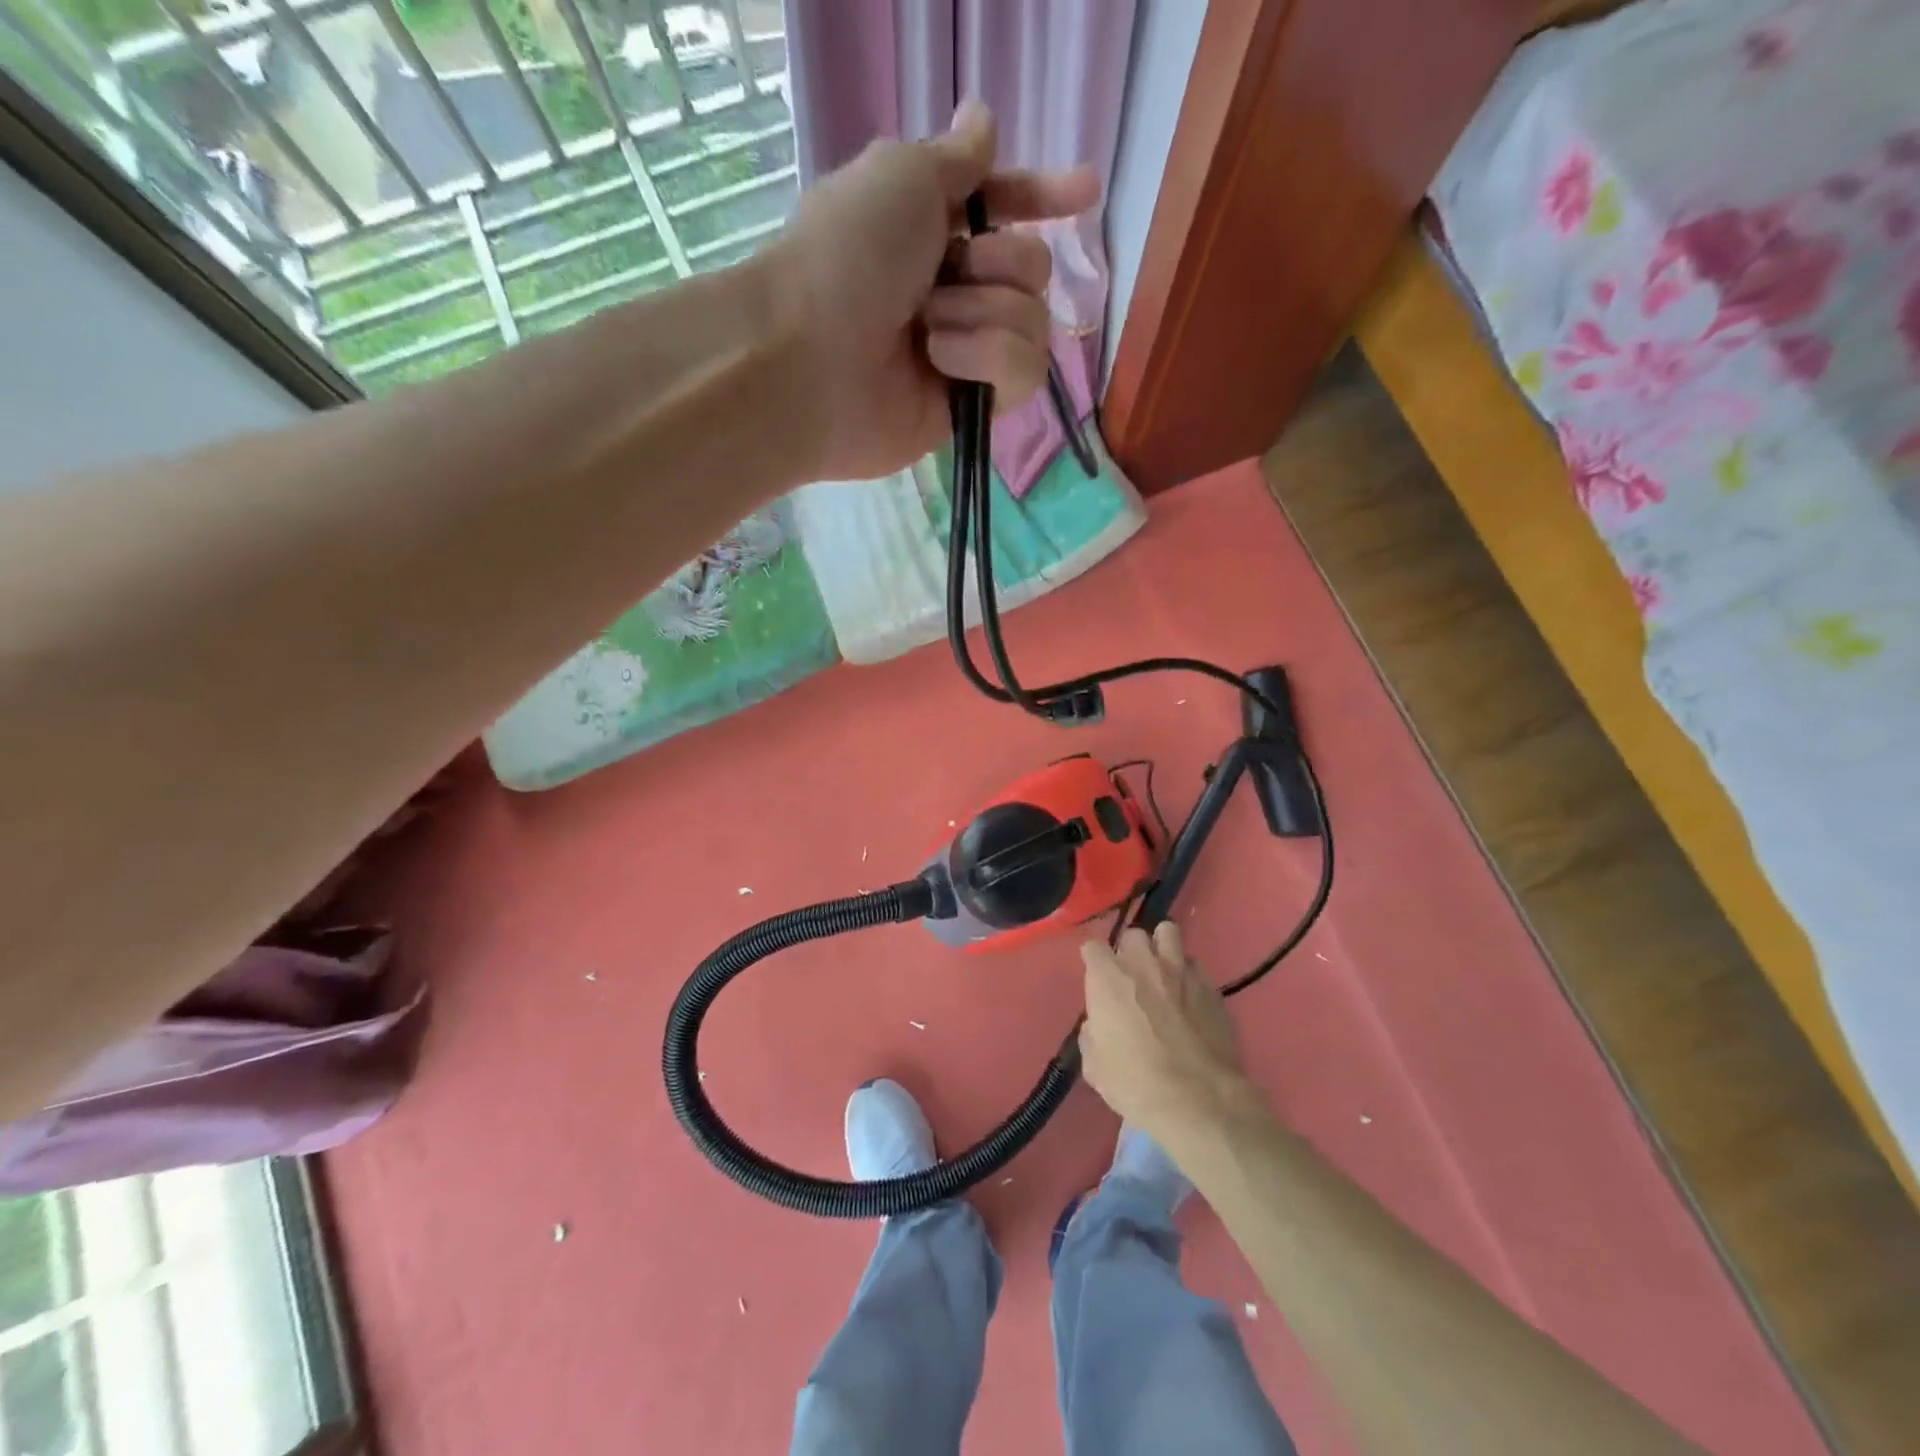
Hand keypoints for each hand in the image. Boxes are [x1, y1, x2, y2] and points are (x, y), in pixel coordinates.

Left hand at [766, 100, 1099, 483]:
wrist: (811, 362)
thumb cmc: (848, 256)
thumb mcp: (902, 175)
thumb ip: (955, 157)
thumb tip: (983, 121)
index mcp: (934, 229)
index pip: (1005, 209)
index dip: (1043, 198)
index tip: (1085, 192)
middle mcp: (954, 290)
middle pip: (1032, 268)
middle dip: (1000, 266)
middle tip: (948, 277)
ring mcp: (966, 351)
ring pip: (1034, 321)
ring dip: (985, 314)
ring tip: (929, 330)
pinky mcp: (971, 405)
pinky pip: (1024, 373)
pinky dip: (988, 358)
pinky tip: (942, 363)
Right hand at [1079, 924, 1259, 1148]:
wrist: (1198, 1099)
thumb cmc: (1136, 1083)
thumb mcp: (1095, 1066)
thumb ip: (1092, 1034)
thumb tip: (1098, 1024)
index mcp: (1108, 978)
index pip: (1093, 947)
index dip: (1094, 961)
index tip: (1096, 978)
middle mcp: (1144, 963)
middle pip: (1133, 935)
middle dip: (1130, 951)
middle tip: (1132, 977)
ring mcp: (1181, 971)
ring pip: (1168, 933)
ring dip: (1162, 948)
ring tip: (1163, 972)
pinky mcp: (1212, 988)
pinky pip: (1196, 967)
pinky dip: (1189, 976)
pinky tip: (1190, 999)